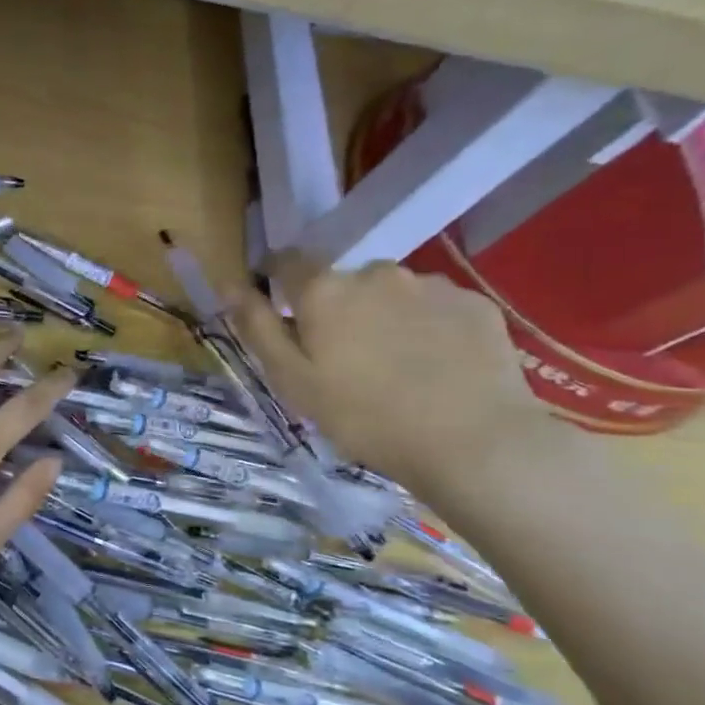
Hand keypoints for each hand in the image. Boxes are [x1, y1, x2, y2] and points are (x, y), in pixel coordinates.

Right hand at [232, 251, 547, 492]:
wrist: (473, 443)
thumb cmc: (364, 417)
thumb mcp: (292, 381)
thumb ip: (257, 328)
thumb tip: (230, 284)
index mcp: (324, 290)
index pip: (287, 261)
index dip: (277, 279)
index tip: (279, 308)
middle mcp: (375, 272)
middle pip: (342, 281)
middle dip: (336, 308)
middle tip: (342, 358)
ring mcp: (430, 284)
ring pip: (390, 294)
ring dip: (382, 316)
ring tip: (395, 367)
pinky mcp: (474, 304)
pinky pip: (435, 308)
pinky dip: (426, 328)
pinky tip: (435, 367)